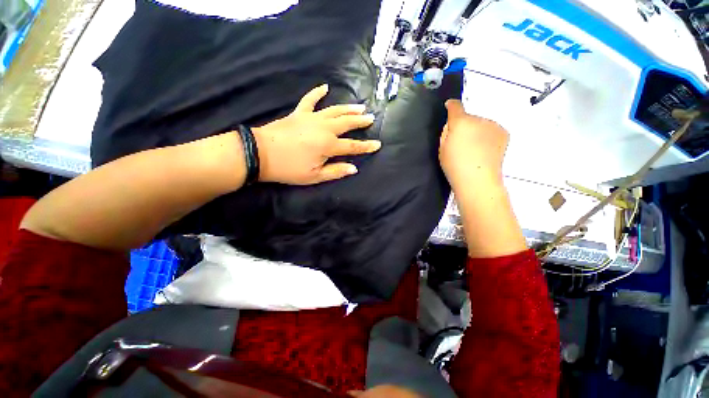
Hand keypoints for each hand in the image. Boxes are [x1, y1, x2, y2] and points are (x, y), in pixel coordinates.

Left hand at [253, 84, 379, 184]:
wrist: (261, 153)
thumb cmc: (289, 169)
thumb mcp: (315, 176)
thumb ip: (336, 171)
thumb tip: (354, 168)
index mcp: (329, 145)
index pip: (353, 146)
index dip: (366, 146)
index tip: (378, 144)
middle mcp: (324, 128)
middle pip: (347, 123)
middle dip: (360, 121)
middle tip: (371, 118)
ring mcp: (311, 118)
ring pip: (334, 110)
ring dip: (348, 108)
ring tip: (360, 106)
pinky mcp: (299, 113)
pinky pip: (310, 100)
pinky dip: (317, 93)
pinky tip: (325, 87)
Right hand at [439, 99, 508, 189]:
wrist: (478, 180)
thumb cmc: (454, 166)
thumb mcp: (442, 149)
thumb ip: (446, 132)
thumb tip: (452, 124)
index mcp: (461, 122)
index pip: (455, 106)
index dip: (451, 105)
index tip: (449, 106)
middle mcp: (479, 119)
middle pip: (469, 118)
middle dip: (464, 126)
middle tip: (461, 143)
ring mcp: (493, 125)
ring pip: (481, 124)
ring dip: (476, 131)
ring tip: (474, 149)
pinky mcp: (503, 133)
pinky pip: (491, 130)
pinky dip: (487, 136)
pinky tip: (484, 150)